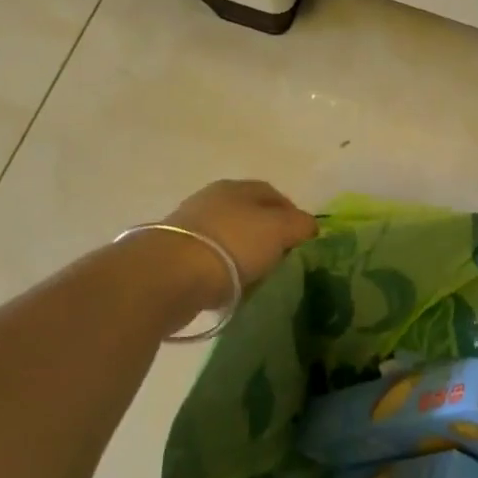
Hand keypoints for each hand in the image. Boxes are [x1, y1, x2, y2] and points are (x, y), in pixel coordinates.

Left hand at [165, 180, 317, 305]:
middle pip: (250, 217)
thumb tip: (308, 226)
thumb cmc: (233, 244)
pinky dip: (224, 274)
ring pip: (230, 240)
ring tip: (259, 280)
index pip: (274, 195)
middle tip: (284, 262)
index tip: (304, 241)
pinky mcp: (175, 256)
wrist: (170, 275)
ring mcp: (190, 228)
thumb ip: (300, 224)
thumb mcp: (280, 229)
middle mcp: (211, 201)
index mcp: (237, 187)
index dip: (293, 215)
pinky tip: (232, 290)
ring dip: (245, 257)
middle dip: (269, 237)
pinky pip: (211, 263)